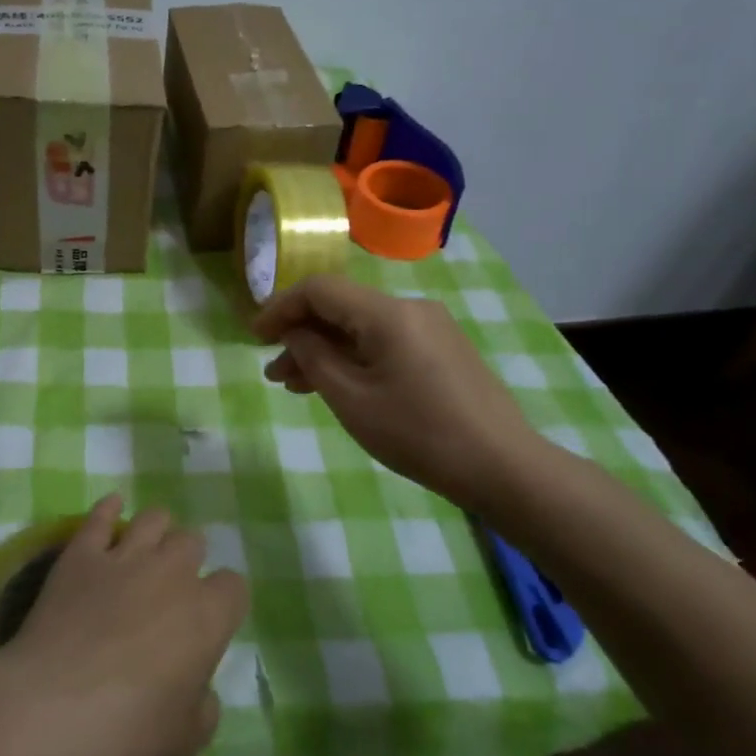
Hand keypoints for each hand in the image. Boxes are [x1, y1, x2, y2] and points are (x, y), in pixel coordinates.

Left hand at [0, 495, 248, 755]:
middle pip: (193, 543)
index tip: (211, 621)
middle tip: (173, 587)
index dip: (225, 602)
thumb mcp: (185, 742)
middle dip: (188, 560)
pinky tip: (112, 506)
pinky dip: (108, 509)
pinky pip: (99, 517)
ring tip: (149, 546)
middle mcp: (172, 574)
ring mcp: (124, 557)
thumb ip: (202, 708)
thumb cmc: (127, 735)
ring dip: (157, 529)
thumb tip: (199, 690)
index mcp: (208, 616)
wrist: (52, 711)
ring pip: (153, 519)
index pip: (234, 587)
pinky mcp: (80, 556)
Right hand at [253, 274, 542, 508]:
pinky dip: (355, 357)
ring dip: (326, 350)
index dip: (280, 307)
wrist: (501, 466)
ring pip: (362, 327)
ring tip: (296, 385)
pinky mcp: (442, 349)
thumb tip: (294, 332)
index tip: (254, 337)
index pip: (319, 290)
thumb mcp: (351, 399)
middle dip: (301, 335)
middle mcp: (410, 308)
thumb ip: (314, 357)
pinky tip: (339, 385)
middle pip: (341, 308)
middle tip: (273, 371)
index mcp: (387, 313)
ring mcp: (431, 327)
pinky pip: (386, 342)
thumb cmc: (417, 433)